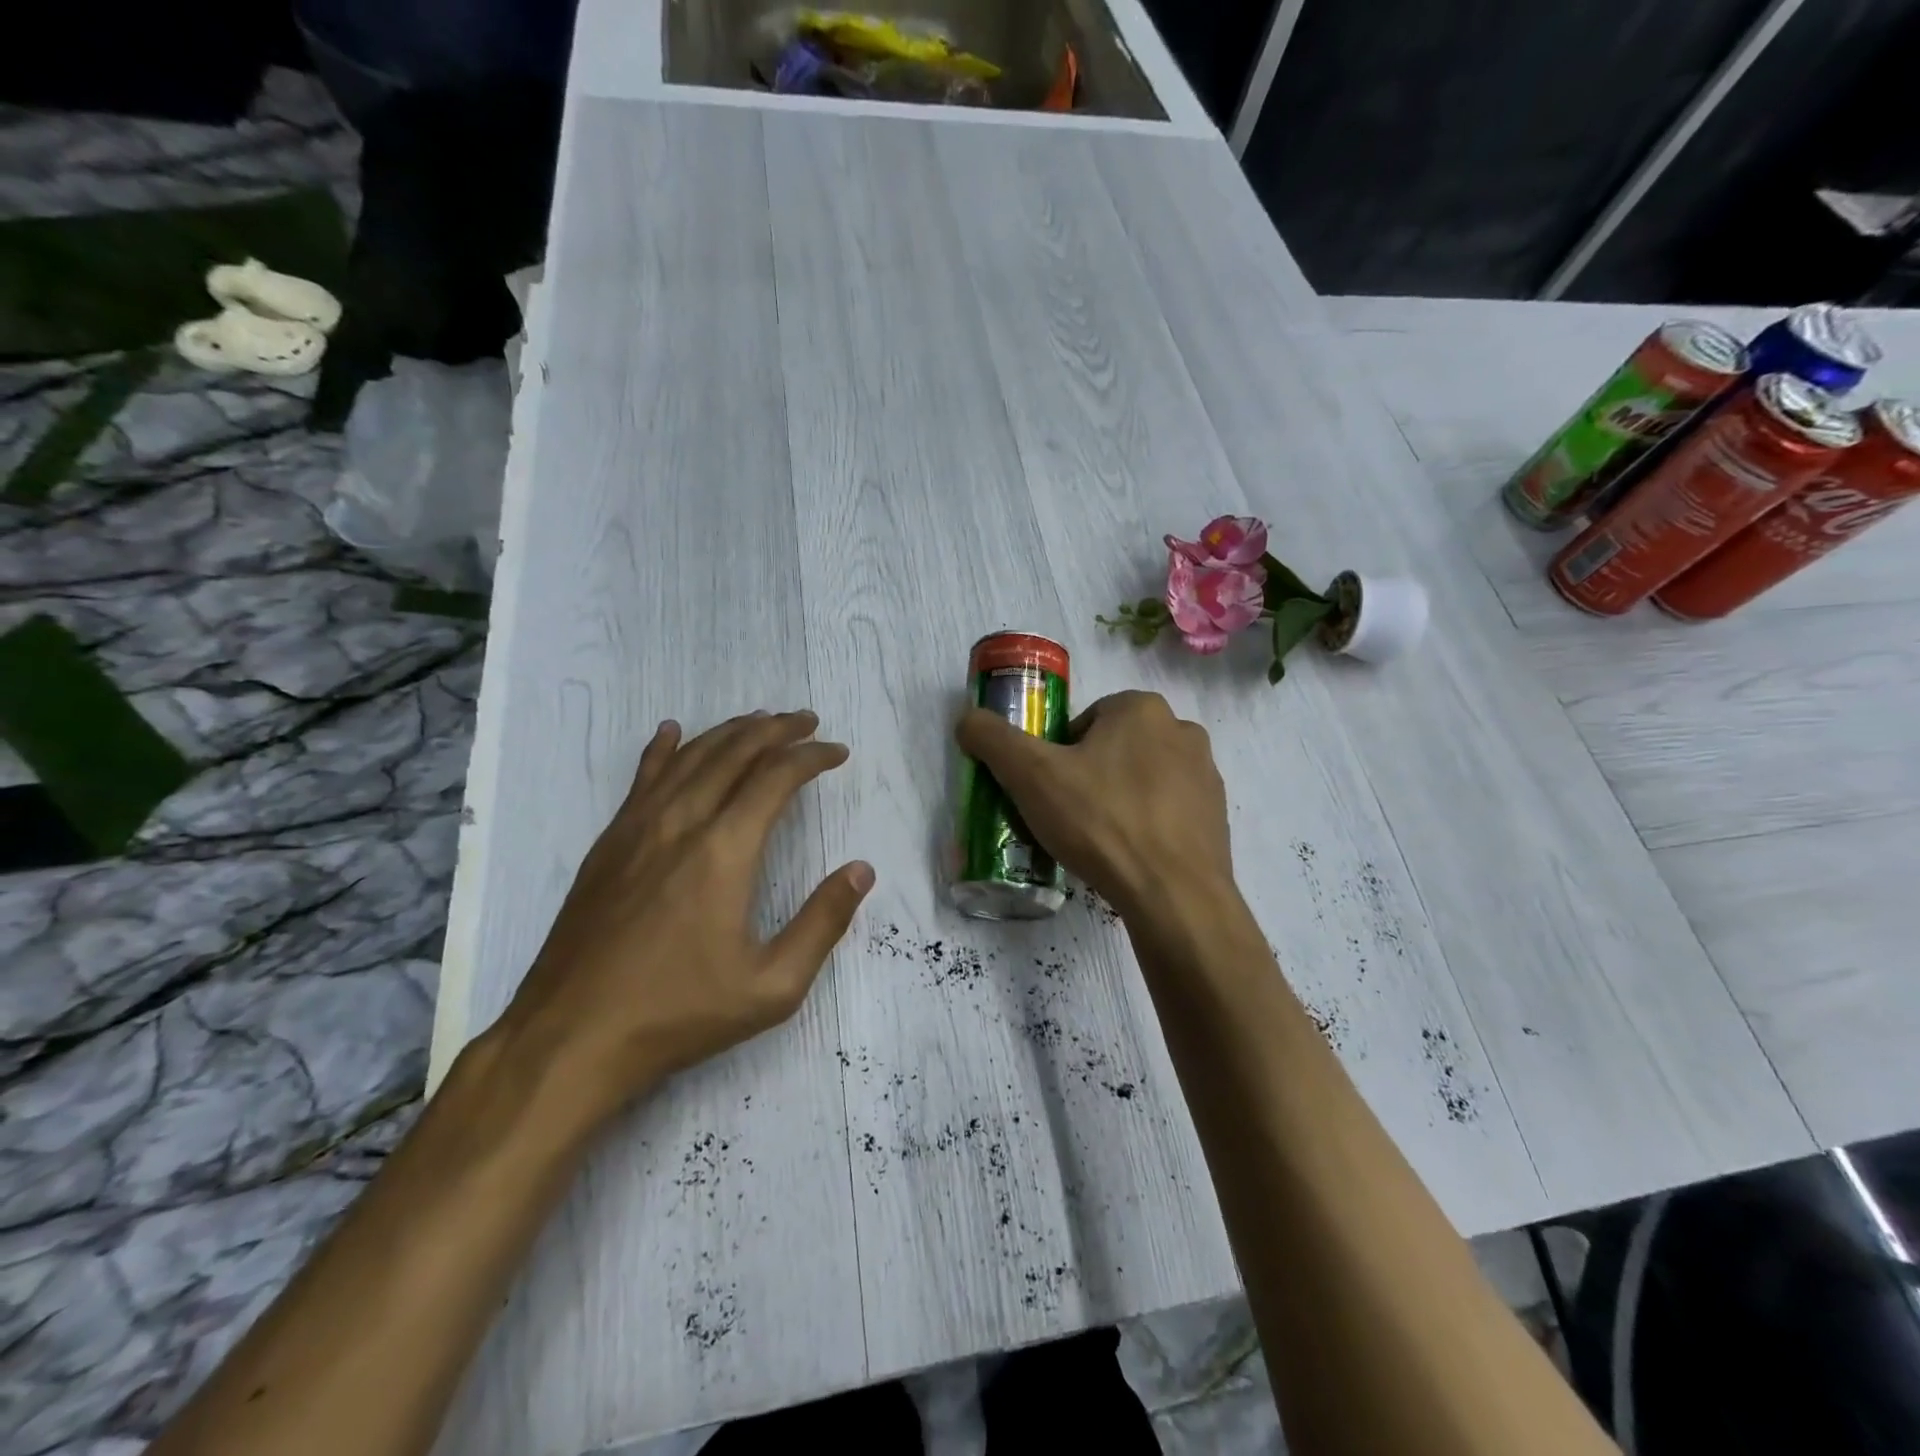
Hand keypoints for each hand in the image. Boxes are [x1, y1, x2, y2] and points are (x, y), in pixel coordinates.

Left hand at [497, 710, 873, 1126]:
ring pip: (689, 757)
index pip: (776, 778)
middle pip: (733, 753)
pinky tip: (672, 732)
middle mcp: (681, 823)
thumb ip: (823, 923)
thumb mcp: (772, 986)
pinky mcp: (608, 844)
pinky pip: (641, 779)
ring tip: (759, 720)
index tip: (837, 752)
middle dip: (776, 730)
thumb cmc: (679, 1013)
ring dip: (729, 732)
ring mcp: (637, 829)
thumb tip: (861, 870)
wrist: (571, 1037)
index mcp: (724, 850)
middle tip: (807, 721)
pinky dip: (663, 749)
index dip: (812, 757)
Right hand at [955, 690, 1235, 926]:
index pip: (1084, 722)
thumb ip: (993, 739)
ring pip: (1142, 779)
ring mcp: (1206, 775)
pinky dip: (1147, 826)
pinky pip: (1168, 811)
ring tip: (1098, 842)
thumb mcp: (1031, 776)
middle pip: (1113, 749)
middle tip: (1069, 817)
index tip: (1050, 791)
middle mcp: (1182, 731)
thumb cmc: (1101, 822)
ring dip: (1118, 800)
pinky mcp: (1217, 817)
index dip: (1058, 756)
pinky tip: (1130, 857)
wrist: (1173, 895)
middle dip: (1089, 777)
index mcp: (1141, 708)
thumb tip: (967, 719)